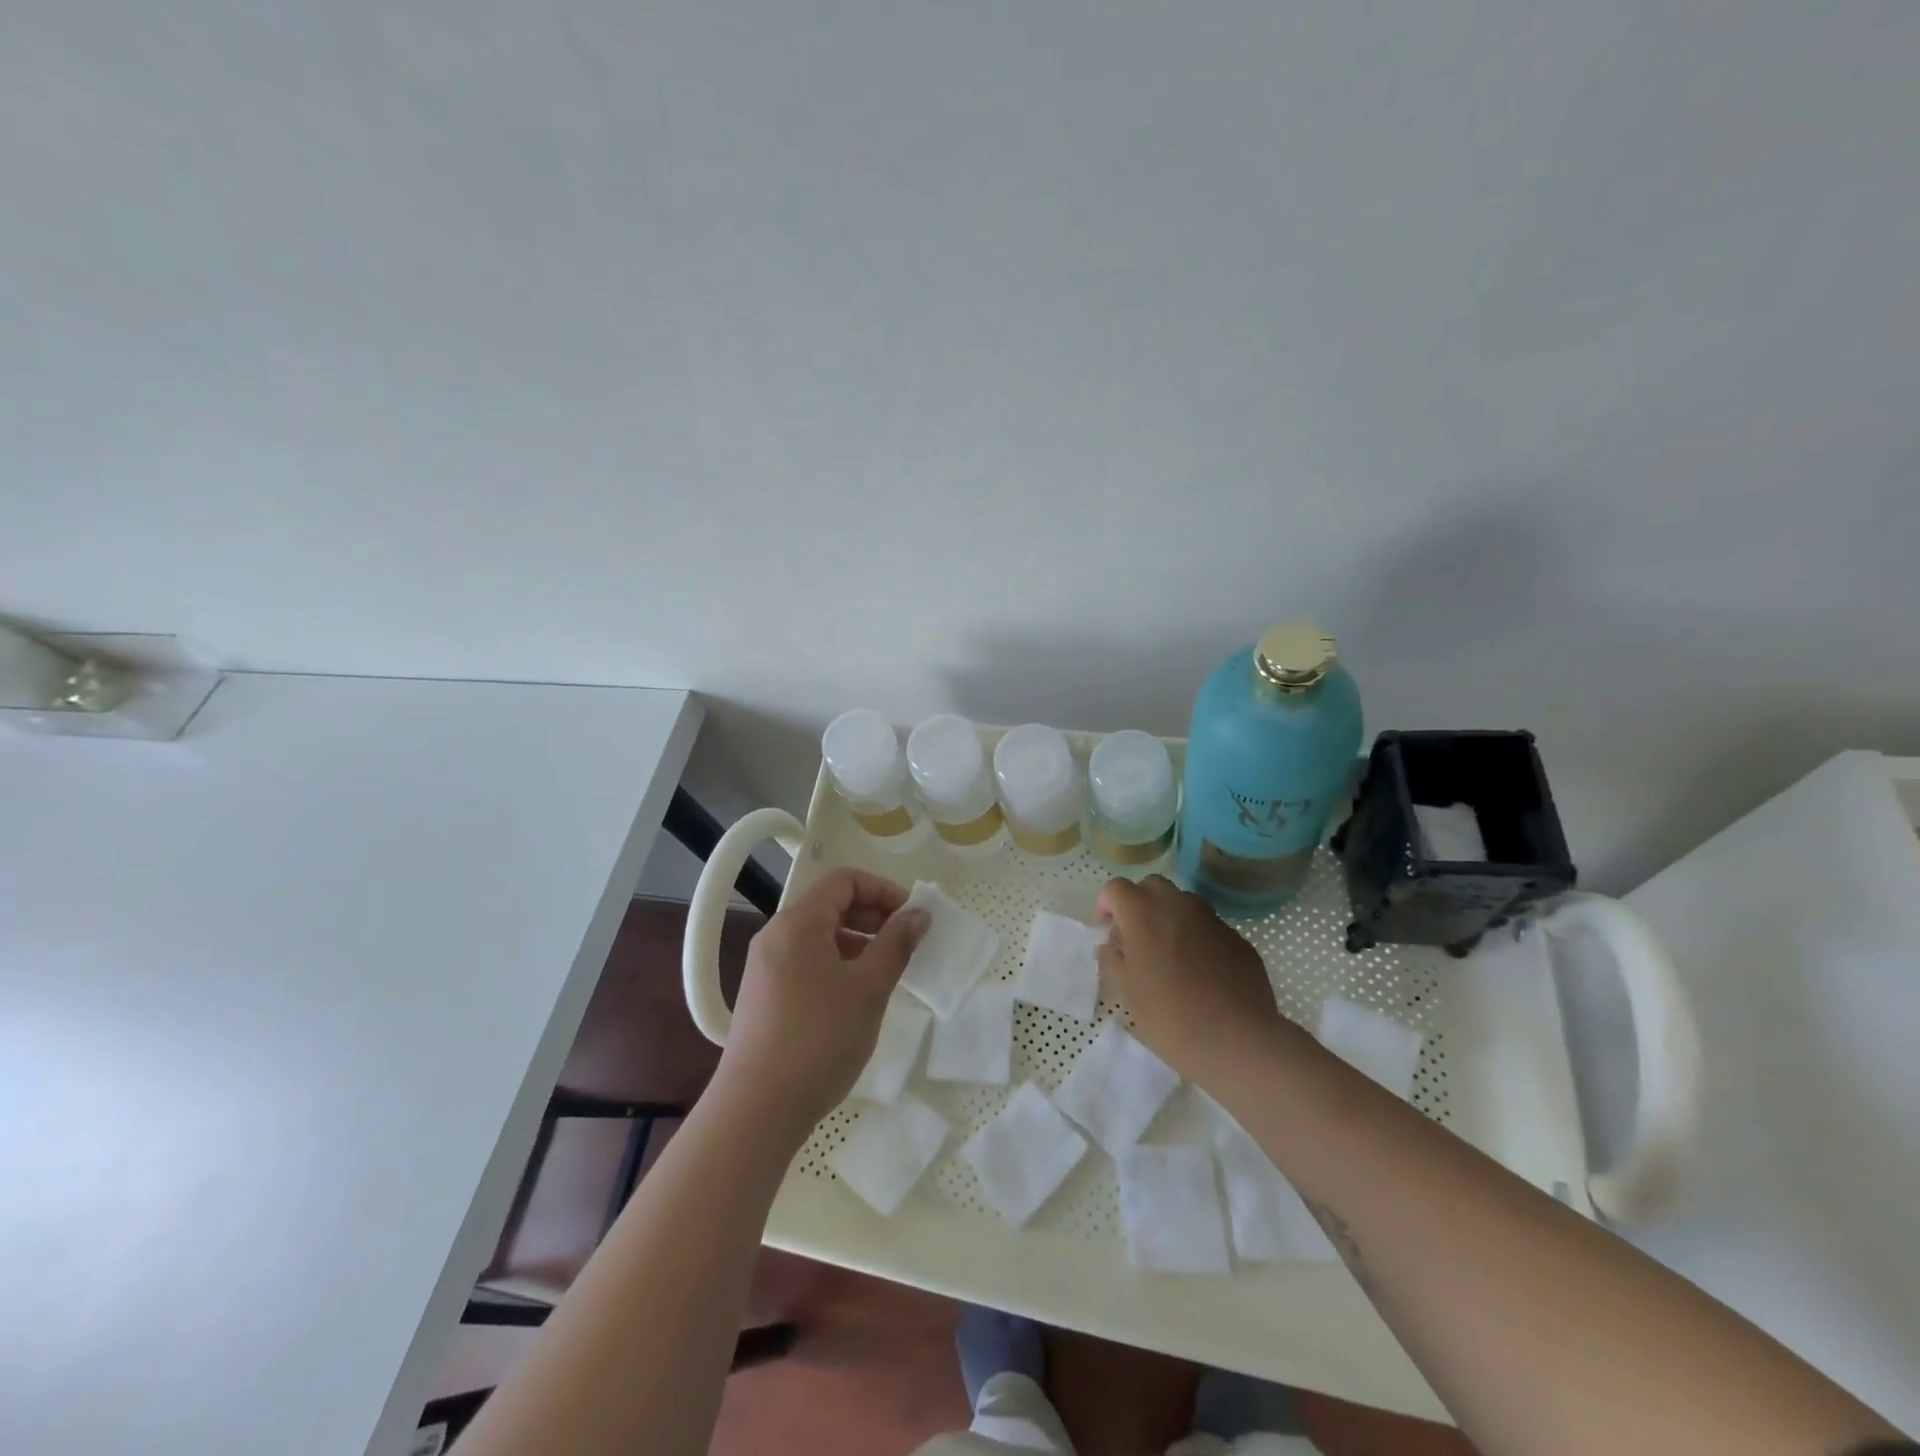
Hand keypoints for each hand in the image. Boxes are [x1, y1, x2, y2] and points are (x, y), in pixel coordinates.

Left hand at [714, 867, 929, 1137]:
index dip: (883, 890)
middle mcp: (776, 935)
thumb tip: (919, 915)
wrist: (757, 1109)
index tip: (912, 916)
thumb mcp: (868, 988)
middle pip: (830, 904)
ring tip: (885, 970)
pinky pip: (806, 961)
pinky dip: (837, 963)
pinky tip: (856, 995)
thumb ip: (896, 944)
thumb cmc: (820, 1038)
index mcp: (798, 923)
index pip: (844, 880)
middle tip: (905, 942)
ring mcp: (766, 967)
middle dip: (872, 915)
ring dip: (857, 941)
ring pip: (819, 935)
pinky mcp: (765, 995)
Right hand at [1095, 874, 1289, 1082]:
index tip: (1108, 930)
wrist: (1237, 1041)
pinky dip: (1197, 937)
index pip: (1116, 888)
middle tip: (1136, 937)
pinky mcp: (1237, 938)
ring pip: (1183, 902)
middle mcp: (1178, 905)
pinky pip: (1209, 927)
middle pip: (1152, 886)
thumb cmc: (1170, 1016)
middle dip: (1139, 903)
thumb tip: (1111, 946)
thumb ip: (1112, 959)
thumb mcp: (1126, 992)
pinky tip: (1200, 972)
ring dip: (1170, 917)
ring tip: (1169, 953)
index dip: (1107, 905)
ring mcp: (1212, 919)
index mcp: (1143, 914)